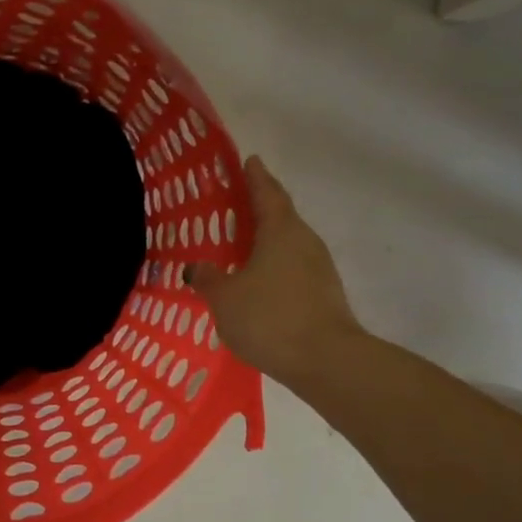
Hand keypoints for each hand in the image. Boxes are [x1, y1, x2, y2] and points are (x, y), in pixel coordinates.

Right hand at [186, 156, 368, 385]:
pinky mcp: (323, 294)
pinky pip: (292, 269)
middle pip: (281, 216)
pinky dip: (274, 266)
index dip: (256, 176)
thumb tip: (196, 267)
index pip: (267, 193)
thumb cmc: (270, 317)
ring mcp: (319, 269)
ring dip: (267, 240)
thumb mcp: (225, 298)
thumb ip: (209, 279)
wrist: (325, 360)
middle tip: (235, 204)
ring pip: (288, 244)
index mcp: (281, 231)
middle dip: (259, 208)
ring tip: (240, 245)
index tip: (249, 160)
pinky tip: (256, 281)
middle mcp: (304, 242)